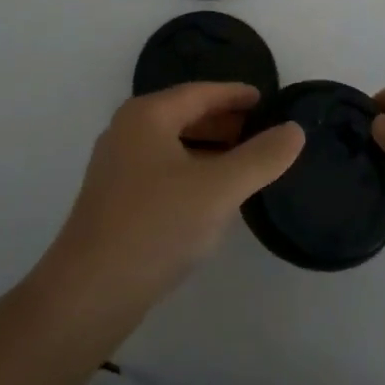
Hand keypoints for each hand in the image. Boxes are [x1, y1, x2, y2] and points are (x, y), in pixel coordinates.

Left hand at [36, 84, 304, 325]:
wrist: (90, 292)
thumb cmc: (156, 226)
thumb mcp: (218, 189)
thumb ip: (260, 157)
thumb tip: (295, 129)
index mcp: (147, 115)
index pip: (200, 93)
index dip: (235, 95)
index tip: (267, 100)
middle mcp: (127, 130)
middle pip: (184, 115)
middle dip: (224, 122)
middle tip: (263, 132)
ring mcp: (117, 166)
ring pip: (173, 145)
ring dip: (209, 149)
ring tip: (245, 163)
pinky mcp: (114, 199)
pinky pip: (162, 170)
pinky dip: (191, 171)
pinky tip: (212, 197)